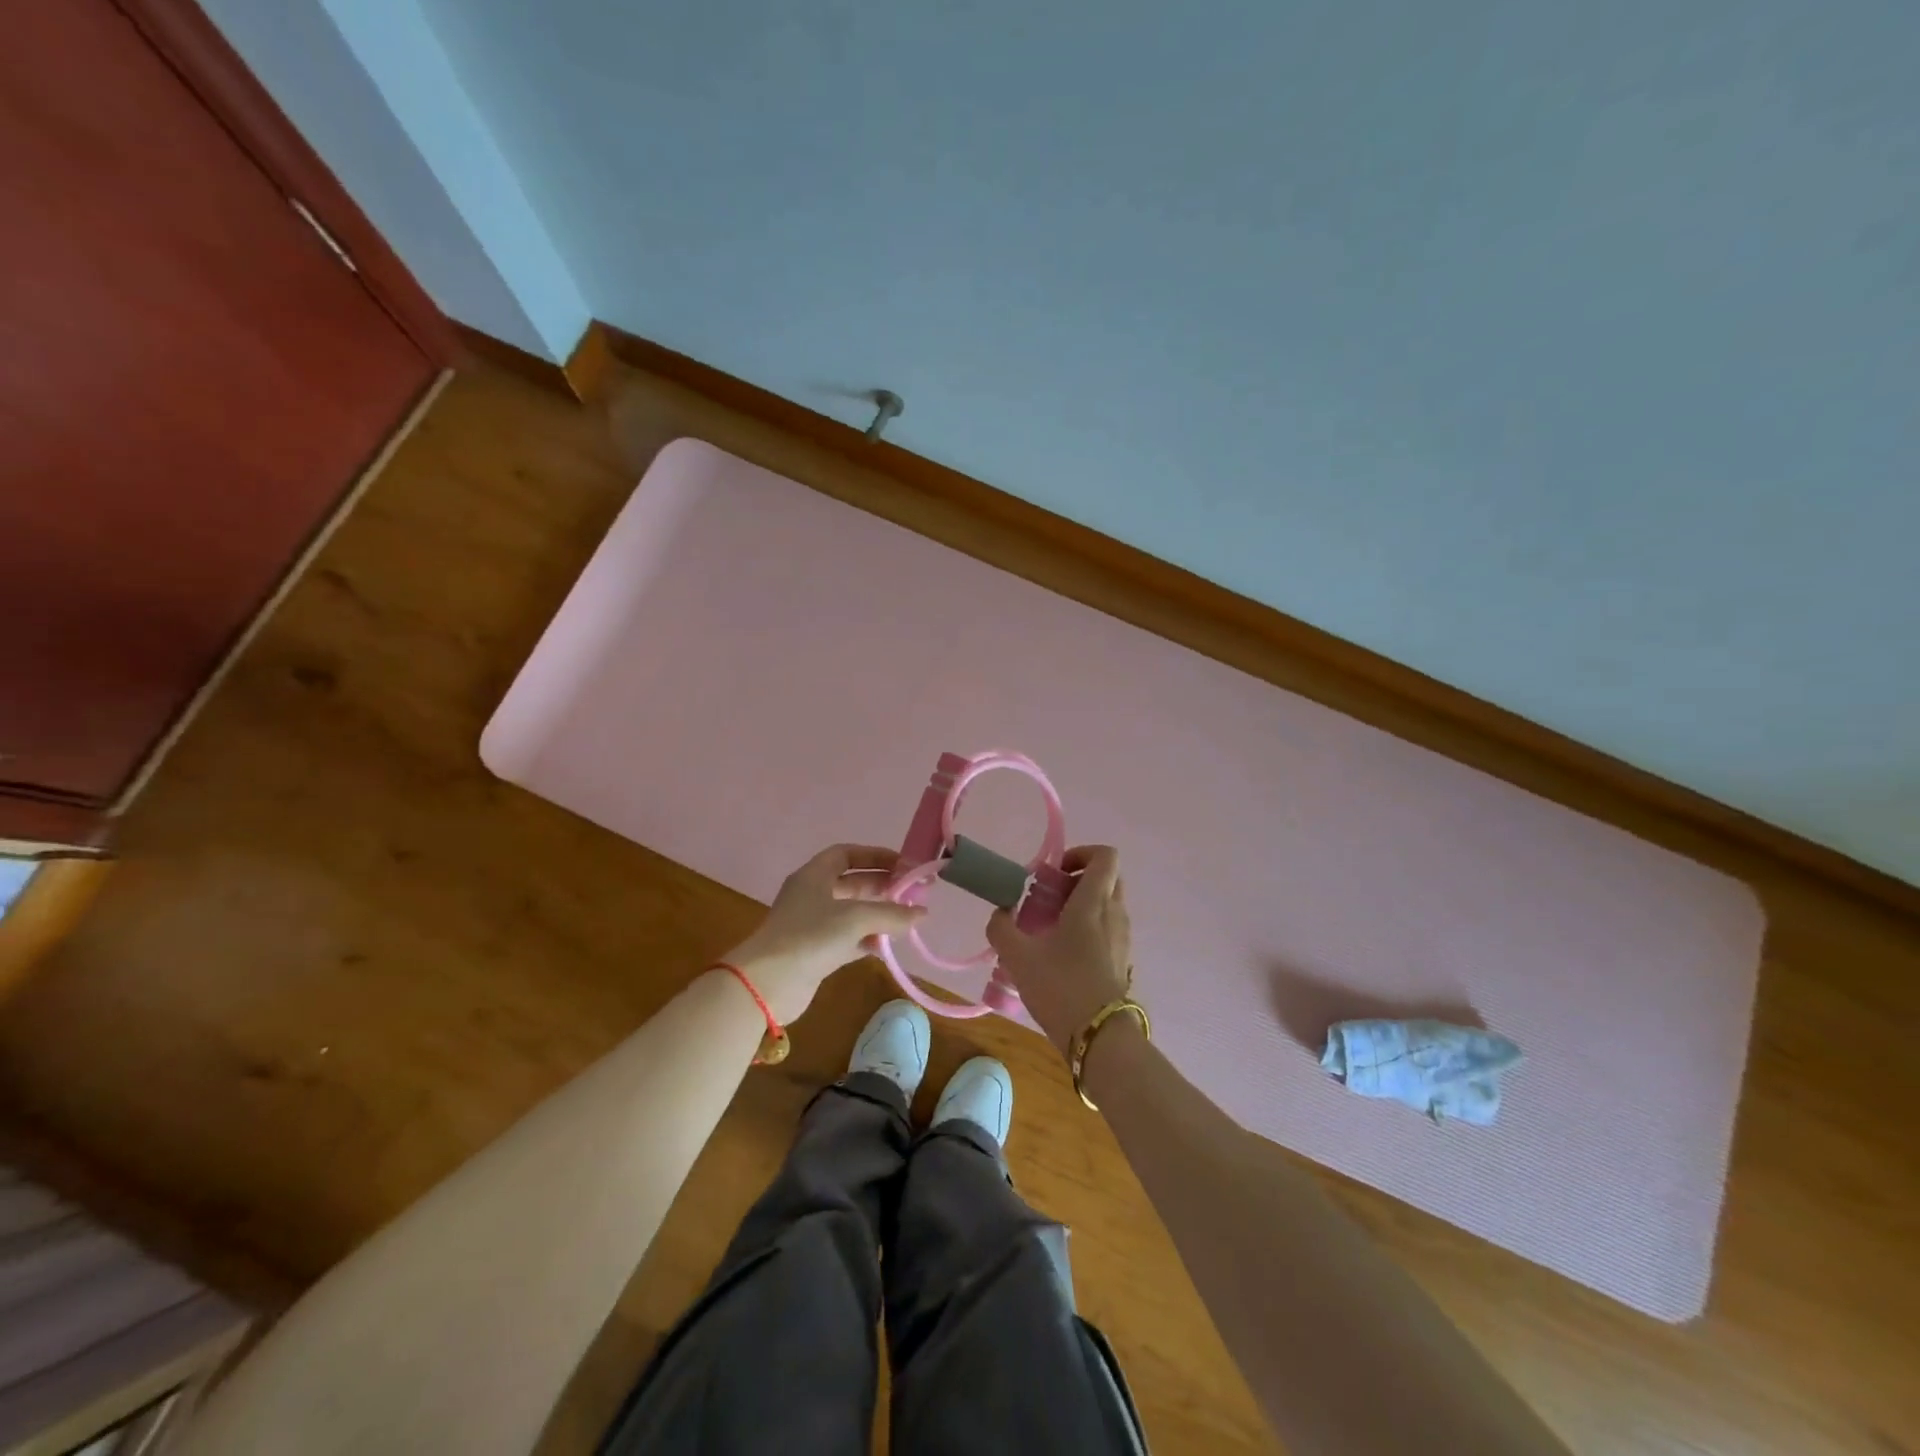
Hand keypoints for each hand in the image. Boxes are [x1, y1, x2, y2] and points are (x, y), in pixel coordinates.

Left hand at [724, 844, 926, 1023]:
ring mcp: (812, 925)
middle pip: (852, 883)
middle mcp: (812, 895)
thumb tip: (922, 913)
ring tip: (907, 920)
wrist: (767, 983)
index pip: (846, 854)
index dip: (875, 855)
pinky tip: (887, 946)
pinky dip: (867, 940)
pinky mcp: (815, 952)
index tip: (903, 864)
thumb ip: (891, 913)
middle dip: (882, 886)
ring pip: (852, 912)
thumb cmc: (810, 936)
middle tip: (912, 893)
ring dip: (878, 914)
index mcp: (814, 875)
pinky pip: (848, 939)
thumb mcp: (856, 918)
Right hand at [987, 845, 1132, 1053]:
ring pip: (1108, 904)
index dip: (1081, 853)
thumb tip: (1000, 913)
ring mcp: (1123, 938)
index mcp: (1094, 902)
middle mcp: (1114, 913)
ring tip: (1050, 928)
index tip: (1055, 871)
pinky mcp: (1123, 961)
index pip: (1105, 856)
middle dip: (1078, 879)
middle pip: (1107, 878)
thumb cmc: (1060, 987)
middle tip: (1049, 897)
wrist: (1099, 1039)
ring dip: (1082, 905)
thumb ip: (1001, 928)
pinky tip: (1062, 954)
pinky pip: (1108, 929)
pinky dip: (1089, 929)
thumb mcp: (1018, 956)